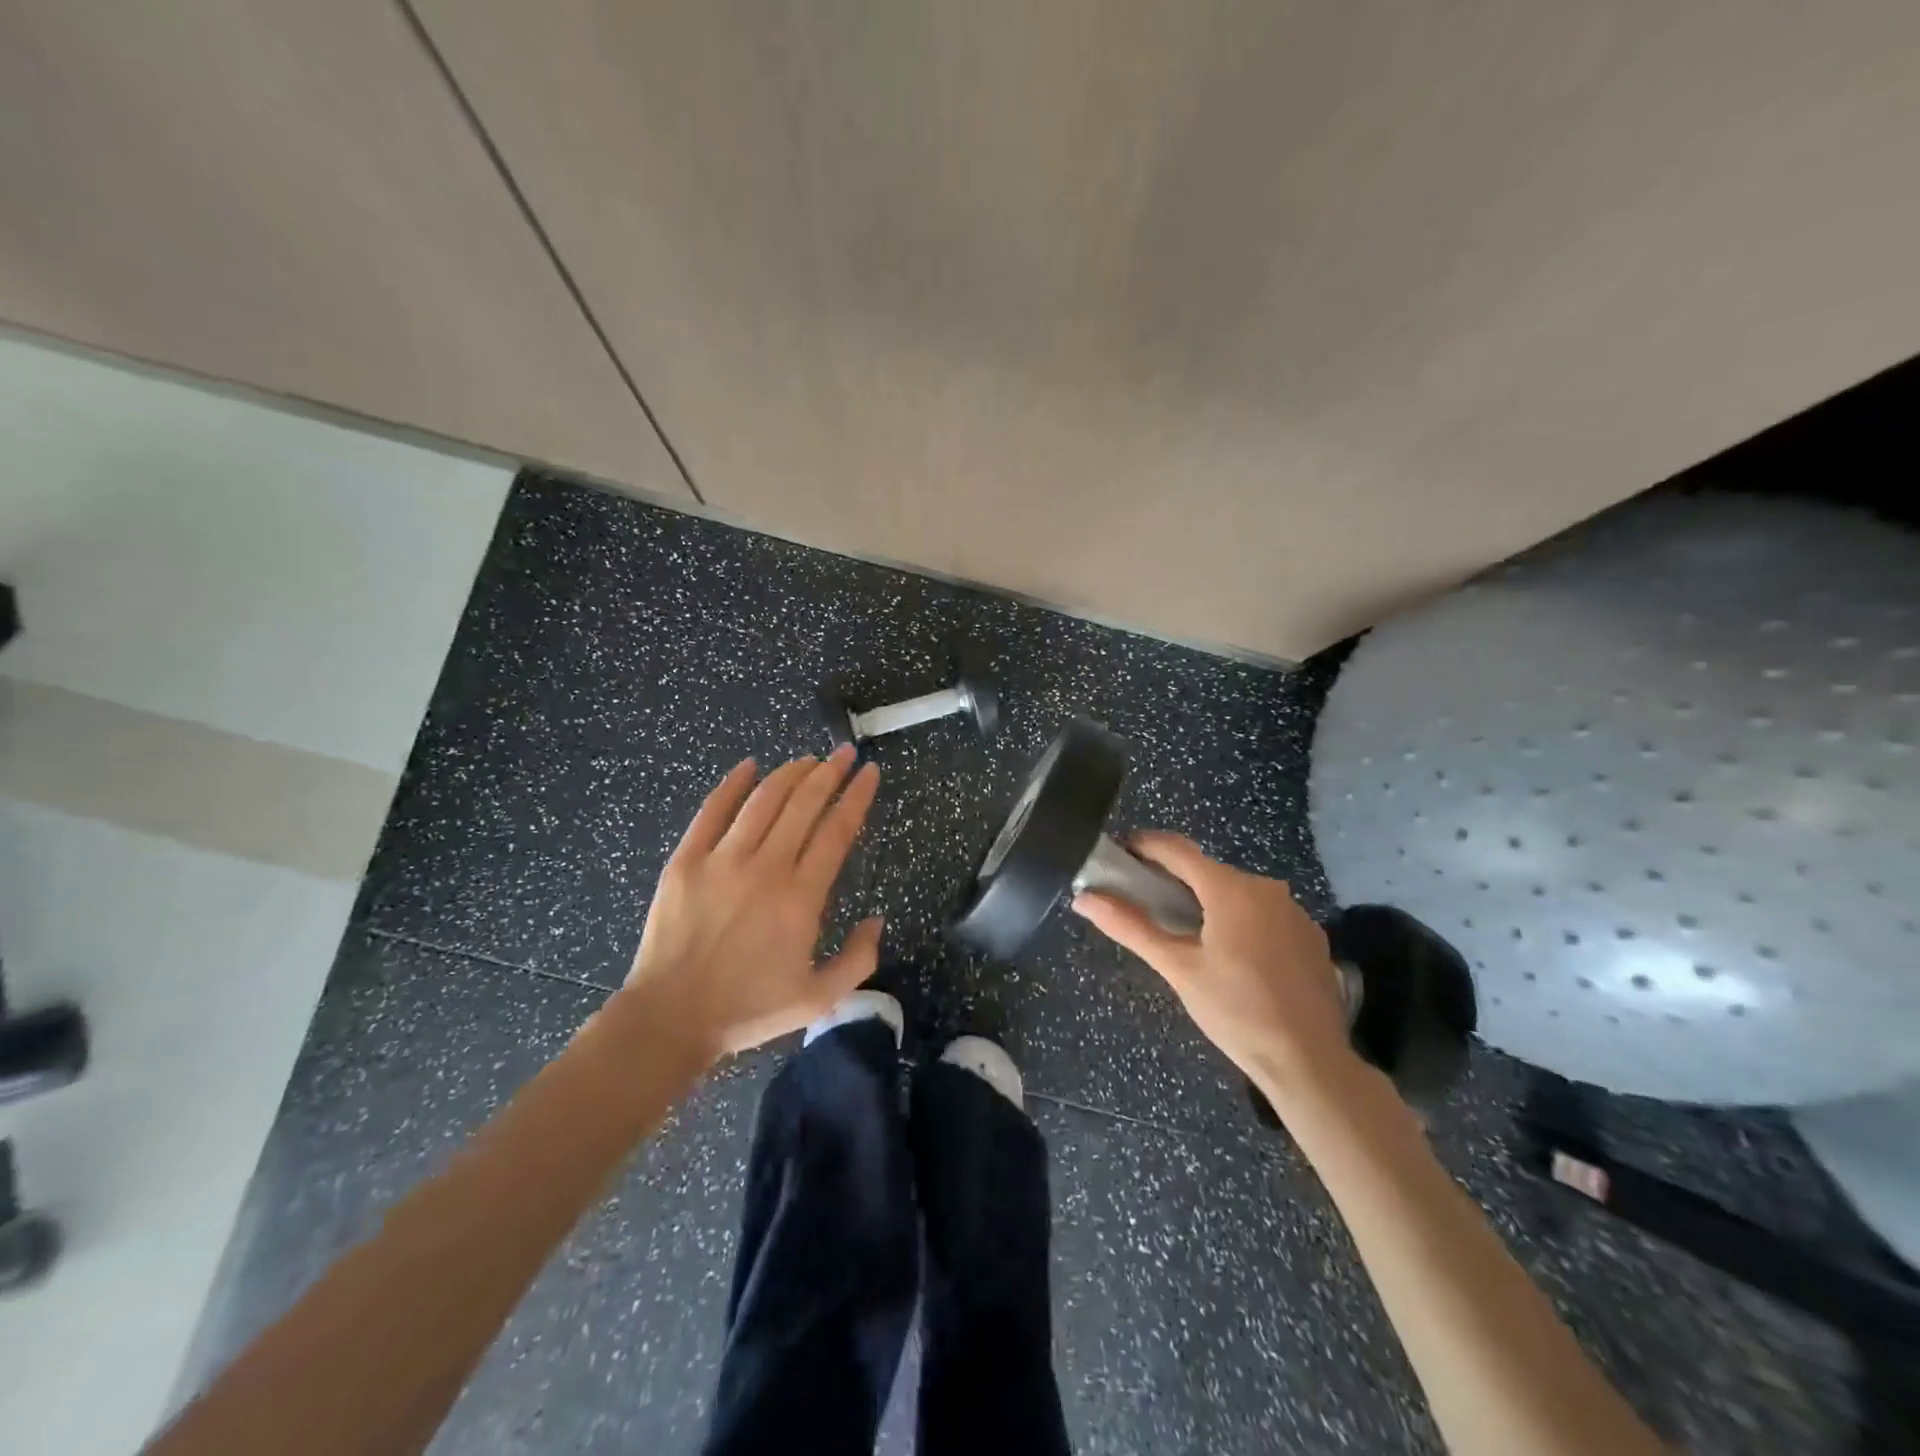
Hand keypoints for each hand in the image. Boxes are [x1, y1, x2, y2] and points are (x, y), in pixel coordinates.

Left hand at [623, 746, 882, 1059]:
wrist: (670, 1017)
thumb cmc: (747, 1010)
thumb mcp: (817, 999)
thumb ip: (858, 959)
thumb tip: (877, 919)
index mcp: (801, 898)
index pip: (837, 831)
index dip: (857, 797)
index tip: (870, 773)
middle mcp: (766, 868)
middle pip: (804, 804)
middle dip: (830, 772)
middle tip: (844, 753)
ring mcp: (722, 860)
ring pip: (763, 800)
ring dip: (790, 773)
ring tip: (808, 759)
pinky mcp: (686, 860)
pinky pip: (712, 810)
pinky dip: (732, 783)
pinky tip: (749, 765)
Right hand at [1072, 833, 1360, 1101]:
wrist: (1309, 1062)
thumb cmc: (1235, 1011)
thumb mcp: (1177, 968)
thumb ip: (1130, 927)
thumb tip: (1084, 898)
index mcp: (1231, 889)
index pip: (1177, 849)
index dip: (1144, 846)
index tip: (1119, 854)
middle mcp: (1266, 887)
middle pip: (1208, 871)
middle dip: (1174, 880)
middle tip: (1145, 903)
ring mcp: (1294, 911)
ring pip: (1237, 893)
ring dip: (1208, 902)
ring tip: (1185, 934)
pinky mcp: (1310, 936)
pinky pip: (1264, 914)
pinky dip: (1240, 922)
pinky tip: (1233, 957)